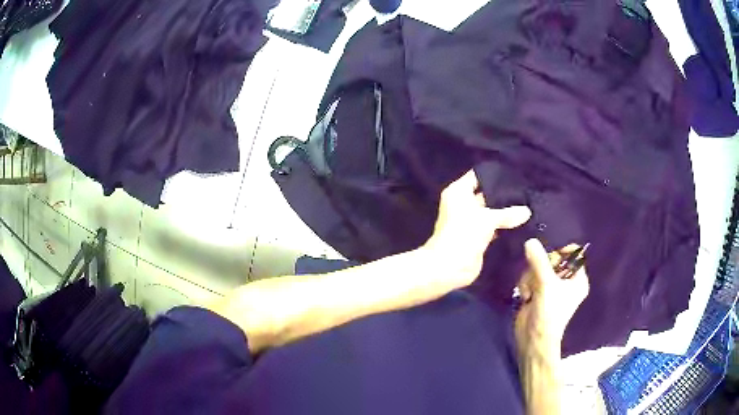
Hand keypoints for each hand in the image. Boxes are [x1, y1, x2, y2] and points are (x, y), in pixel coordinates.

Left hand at [422, 169, 531, 287]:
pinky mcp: (477, 237)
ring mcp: (470, 221)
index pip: (478, 176)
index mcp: (459, 192)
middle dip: (504, 196)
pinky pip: (493, 227)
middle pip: (486, 194)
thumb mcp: (488, 219)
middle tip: (527, 194)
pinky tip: (522, 224)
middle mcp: (463, 204)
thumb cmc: (464, 234)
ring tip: (528, 208)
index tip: (515, 177)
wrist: (450, 267)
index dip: (495, 176)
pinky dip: (504, 227)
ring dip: (506, 213)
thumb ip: (508, 213)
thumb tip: (527, 211)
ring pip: (491, 212)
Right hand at [514, 239, 589, 358]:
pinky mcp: (538, 292)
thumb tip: (530, 241)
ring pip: (538, 267)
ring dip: (530, 278)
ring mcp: (551, 287)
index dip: (560, 252)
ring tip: (530, 292)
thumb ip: (539, 262)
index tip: (549, 258)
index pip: (573, 254)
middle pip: (552, 258)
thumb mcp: (546, 285)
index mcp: (577, 279)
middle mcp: (566, 281)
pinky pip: (530, 277)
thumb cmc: (549, 313)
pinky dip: (525, 285)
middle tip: (538, 279)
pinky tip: (525, 296)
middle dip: (540, 268)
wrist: (533, 340)